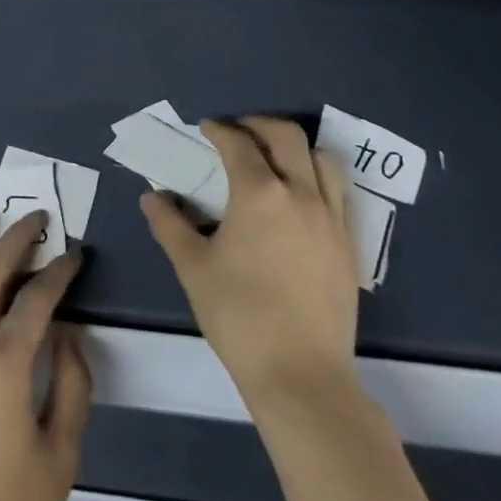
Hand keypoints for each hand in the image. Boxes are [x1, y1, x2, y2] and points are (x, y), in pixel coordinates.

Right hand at [141, 115, 360, 409]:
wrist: (301, 374)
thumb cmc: (239, 315)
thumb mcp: (192, 267)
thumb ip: (170, 224)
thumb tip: (152, 197)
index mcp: (259, 194)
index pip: (239, 144)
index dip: (220, 130)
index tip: (206, 129)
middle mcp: (301, 194)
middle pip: (287, 136)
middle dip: (259, 125)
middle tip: (239, 132)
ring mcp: (331, 219)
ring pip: (322, 159)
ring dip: (295, 148)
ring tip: (275, 158)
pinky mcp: (348, 245)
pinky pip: (339, 192)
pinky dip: (318, 177)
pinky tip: (301, 197)